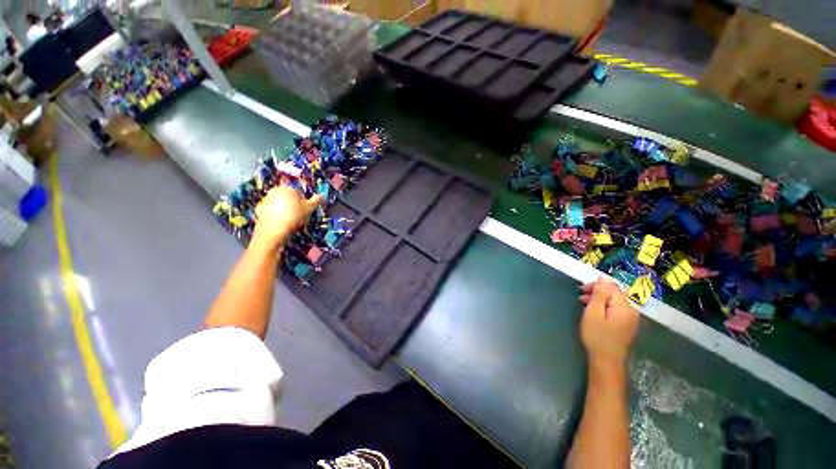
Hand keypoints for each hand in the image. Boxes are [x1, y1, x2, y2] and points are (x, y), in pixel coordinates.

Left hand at [253, 186, 322, 247]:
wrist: (274, 229)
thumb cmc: (294, 216)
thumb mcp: (309, 208)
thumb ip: (316, 201)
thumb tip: (322, 195)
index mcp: (288, 188)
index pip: (298, 192)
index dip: (303, 201)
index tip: (305, 210)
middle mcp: (275, 190)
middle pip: (287, 197)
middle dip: (292, 204)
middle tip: (298, 215)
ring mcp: (265, 199)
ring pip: (278, 203)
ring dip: (283, 209)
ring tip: (289, 220)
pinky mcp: (259, 209)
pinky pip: (270, 210)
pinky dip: (274, 215)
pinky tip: (280, 222)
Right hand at [579, 278, 638, 368]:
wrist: (607, 361)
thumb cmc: (597, 335)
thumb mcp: (594, 312)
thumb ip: (600, 294)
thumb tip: (603, 277)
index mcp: (624, 306)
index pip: (612, 286)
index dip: (596, 285)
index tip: (581, 289)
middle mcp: (631, 310)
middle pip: (614, 293)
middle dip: (597, 291)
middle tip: (580, 295)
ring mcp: (631, 318)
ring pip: (614, 301)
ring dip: (599, 299)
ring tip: (584, 303)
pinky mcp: (627, 325)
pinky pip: (616, 309)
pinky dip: (604, 307)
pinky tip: (594, 312)